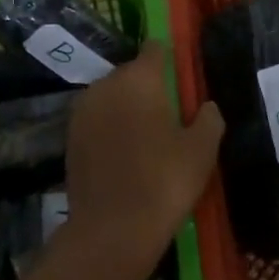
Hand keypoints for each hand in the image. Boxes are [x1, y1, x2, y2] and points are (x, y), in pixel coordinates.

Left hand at [64, 42, 223, 253]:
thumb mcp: (202, 150)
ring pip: (111, 96)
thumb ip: (208, 118)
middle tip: (169, 113)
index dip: (169, 57)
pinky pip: (97, 120)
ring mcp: (82, 110)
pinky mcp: (70, 136)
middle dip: (148, 86)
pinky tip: (124, 153)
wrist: (111, 231)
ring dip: (126, 107)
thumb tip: (206, 106)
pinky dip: (110, 128)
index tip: (181, 76)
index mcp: (139, 78)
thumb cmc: (164, 182)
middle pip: (131, 73)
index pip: (154, 48)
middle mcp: (106, 84)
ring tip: (146, 136)